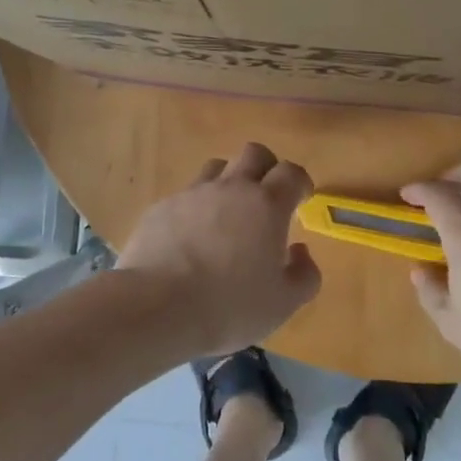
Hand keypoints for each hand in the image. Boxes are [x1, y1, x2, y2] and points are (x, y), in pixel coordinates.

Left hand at [118, 143, 321, 357]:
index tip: (300, 200)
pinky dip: (196, 208)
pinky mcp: (161, 207)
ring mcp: (192, 194)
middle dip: (267, 168)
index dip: (300, 182)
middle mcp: (231, 188)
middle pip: (254, 153)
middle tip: (267, 198)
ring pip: (216, 167)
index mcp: (266, 205)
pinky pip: (185, 195)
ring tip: (227, 214)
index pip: (291, 172)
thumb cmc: (229, 306)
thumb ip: (304, 275)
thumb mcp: (283, 303)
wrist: (156, 307)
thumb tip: (300, 252)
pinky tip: (190, 239)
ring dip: (229, 182)